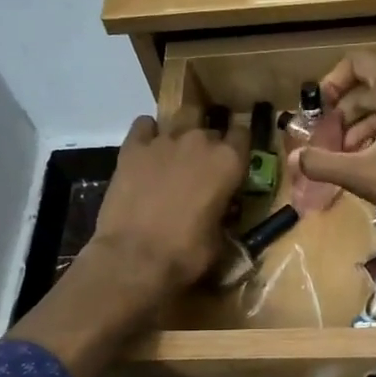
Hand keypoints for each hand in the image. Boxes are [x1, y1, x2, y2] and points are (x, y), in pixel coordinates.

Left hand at [89, 114, 246, 294]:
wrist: (135, 258)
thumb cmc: (185, 254)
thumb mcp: (219, 239)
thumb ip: (222, 213)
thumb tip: (218, 212)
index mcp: (228, 162)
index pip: (243, 134)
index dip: (238, 146)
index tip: (234, 159)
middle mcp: (199, 141)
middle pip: (210, 127)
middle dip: (208, 142)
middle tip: (201, 165)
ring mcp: (164, 140)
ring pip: (179, 118)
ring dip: (181, 132)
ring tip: (175, 153)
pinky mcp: (132, 147)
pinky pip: (144, 125)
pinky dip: (148, 134)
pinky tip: (147, 151)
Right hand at [295, 52, 375, 244]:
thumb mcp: (364, 176)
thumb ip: (324, 164)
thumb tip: (294, 159)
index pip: (358, 63)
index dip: (332, 82)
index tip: (319, 109)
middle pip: (375, 87)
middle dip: (346, 114)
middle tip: (329, 143)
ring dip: (367, 128)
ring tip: (351, 160)